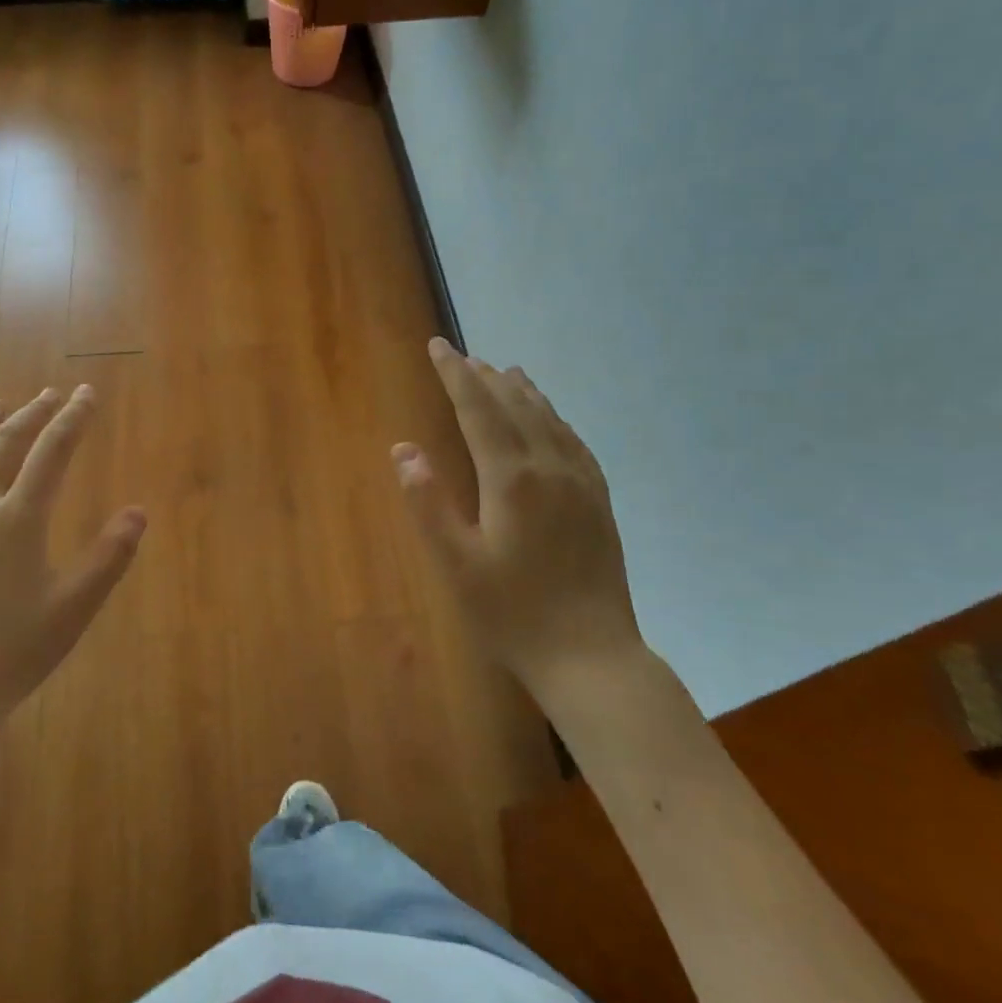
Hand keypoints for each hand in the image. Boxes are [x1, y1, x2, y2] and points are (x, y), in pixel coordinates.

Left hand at [0, 386, 145, 738]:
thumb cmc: (12, 652)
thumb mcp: (74, 608)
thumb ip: (109, 556)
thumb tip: (138, 512)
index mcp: (19, 519)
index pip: (52, 452)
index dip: (73, 419)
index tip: (86, 394)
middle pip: (5, 443)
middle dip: (31, 413)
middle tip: (49, 395)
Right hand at [393, 338, 641, 703]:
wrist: (592, 656)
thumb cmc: (513, 613)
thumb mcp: (456, 563)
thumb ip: (427, 502)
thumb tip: (403, 449)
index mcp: (511, 478)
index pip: (478, 409)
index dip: (455, 375)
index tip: (438, 346)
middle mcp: (550, 467)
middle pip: (514, 405)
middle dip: (484, 377)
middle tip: (461, 357)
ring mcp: (581, 483)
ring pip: (548, 418)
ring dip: (521, 391)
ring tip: (504, 371)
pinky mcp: (598, 501)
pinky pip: (574, 441)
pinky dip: (554, 417)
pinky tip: (550, 420)